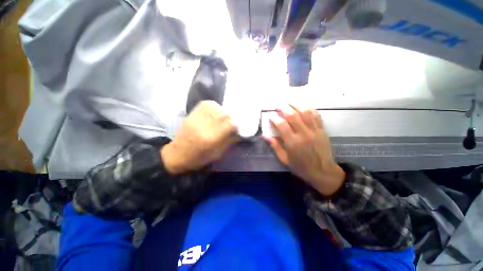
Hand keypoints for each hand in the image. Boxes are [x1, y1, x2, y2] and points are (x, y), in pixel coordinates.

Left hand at [161, 101, 238, 173]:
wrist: (176, 154)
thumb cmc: (198, 158)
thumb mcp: (217, 154)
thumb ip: (229, 141)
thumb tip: (239, 132)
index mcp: (212, 138)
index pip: (229, 124)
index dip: (236, 123)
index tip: (237, 127)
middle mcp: (205, 126)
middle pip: (223, 114)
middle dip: (231, 116)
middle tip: (232, 121)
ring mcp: (197, 118)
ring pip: (215, 107)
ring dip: (222, 110)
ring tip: (223, 116)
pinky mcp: (192, 114)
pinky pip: (205, 104)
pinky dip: (213, 106)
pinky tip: (215, 111)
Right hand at [265, 105, 344, 195]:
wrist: (322, 172)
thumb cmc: (301, 167)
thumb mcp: (284, 159)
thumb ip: (275, 146)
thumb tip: (265, 136)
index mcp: (293, 142)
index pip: (282, 125)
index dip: (274, 118)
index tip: (270, 116)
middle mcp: (303, 134)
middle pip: (293, 115)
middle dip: (284, 108)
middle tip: (278, 106)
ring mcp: (314, 131)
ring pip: (305, 112)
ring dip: (296, 105)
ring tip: (289, 102)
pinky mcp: (322, 130)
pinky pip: (316, 115)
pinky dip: (309, 109)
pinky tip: (303, 107)